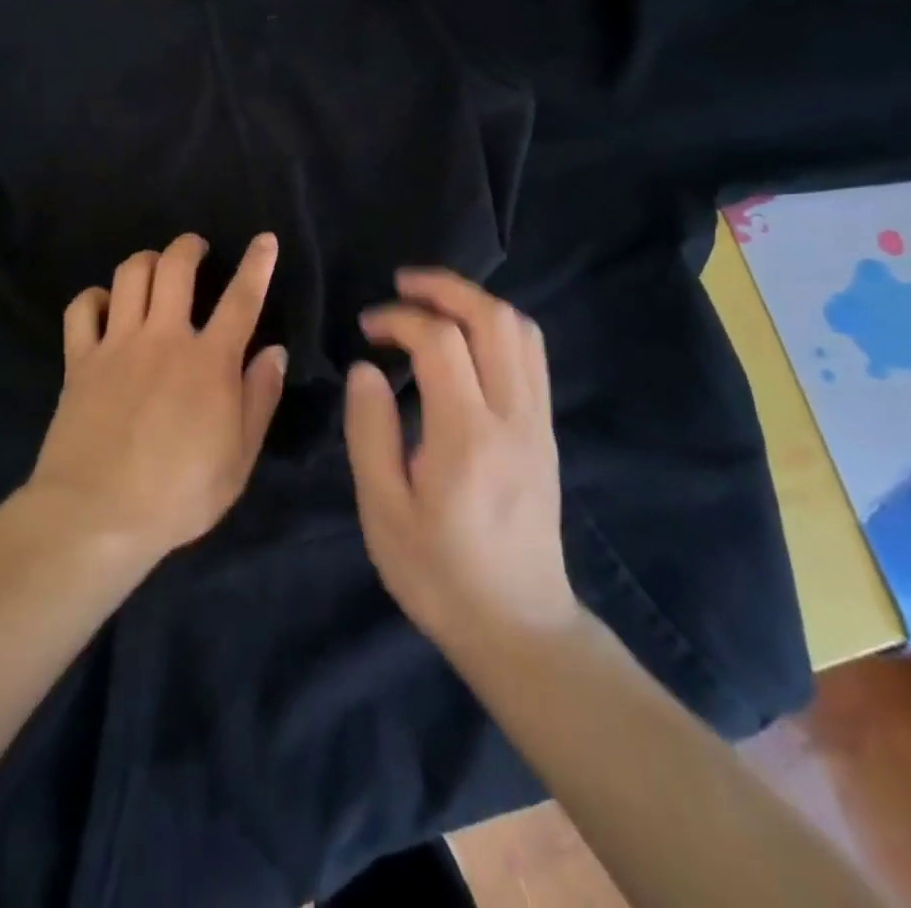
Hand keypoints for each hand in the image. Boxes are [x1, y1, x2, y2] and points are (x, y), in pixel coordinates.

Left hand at [29, 233, 287, 561]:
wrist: (97, 515)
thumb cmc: (178, 494)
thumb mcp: (239, 458)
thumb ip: (259, 399)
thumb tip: (274, 351)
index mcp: (209, 361)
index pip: (241, 299)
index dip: (257, 265)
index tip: (265, 239)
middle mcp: (163, 338)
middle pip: (175, 267)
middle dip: (189, 247)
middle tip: (196, 249)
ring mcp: (117, 345)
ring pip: (129, 275)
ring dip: (146, 261)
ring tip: (155, 268)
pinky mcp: (80, 360)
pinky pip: (82, 308)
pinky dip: (94, 297)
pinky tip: (105, 306)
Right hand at [344, 270, 577, 651]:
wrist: (519, 627)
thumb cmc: (438, 575)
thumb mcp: (383, 512)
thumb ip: (369, 432)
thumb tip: (365, 369)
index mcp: (466, 436)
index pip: (440, 341)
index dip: (399, 318)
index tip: (367, 328)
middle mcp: (513, 417)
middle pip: (493, 319)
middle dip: (445, 288)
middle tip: (402, 284)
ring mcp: (537, 422)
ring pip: (521, 330)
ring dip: (475, 301)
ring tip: (431, 302)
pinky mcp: (545, 431)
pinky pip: (531, 355)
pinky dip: (497, 326)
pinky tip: (465, 337)